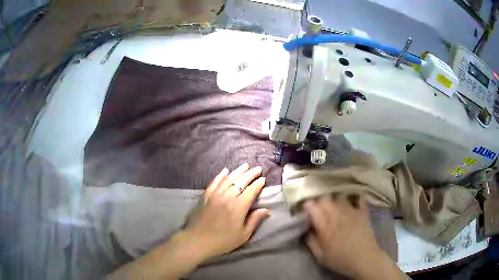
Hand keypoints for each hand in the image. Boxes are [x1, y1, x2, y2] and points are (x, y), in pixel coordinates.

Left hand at [184, 163, 270, 260]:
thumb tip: (267, 210)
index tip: (263, 179)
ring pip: (228, 179)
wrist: (198, 240)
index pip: (251, 190)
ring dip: (238, 171)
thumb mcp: (243, 235)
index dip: (258, 183)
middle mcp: (227, 197)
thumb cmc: (223, 241)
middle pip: (240, 181)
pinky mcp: (205, 196)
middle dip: (250, 174)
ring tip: (245, 166)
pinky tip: (225, 170)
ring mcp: (215, 195)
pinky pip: (214, 182)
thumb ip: (255, 220)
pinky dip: (220, 175)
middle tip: (258, 168)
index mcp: (238, 207)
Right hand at [304, 195, 405, 279]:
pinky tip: (350, 203)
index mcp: (325, 226)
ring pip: (339, 196)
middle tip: (317, 208)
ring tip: (332, 206)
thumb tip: (306, 230)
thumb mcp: (320, 256)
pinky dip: (352, 198)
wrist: (365, 259)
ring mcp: (352, 211)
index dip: (307, 206)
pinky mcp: (362, 212)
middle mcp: (338, 214)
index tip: (305, 211)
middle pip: (325, 198)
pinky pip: (357, 198)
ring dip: (333, 199)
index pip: (312, 207)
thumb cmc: (340, 259)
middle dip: (318, 201)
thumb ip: (311, 242)